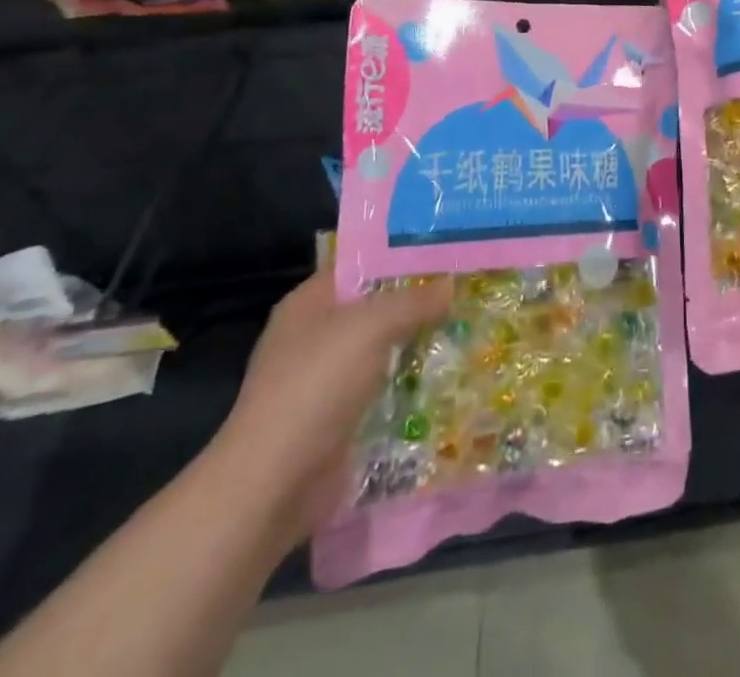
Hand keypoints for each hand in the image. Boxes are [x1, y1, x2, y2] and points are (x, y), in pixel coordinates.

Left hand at [210, 272, 451, 538]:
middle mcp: (313, 336)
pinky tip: (445, 378)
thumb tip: (450, 284)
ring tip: (466, 329)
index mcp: (308, 303)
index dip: (401, 256)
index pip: (360, 264)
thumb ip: (413, 301)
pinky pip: (380, 391)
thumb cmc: (316, 386)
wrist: (273, 486)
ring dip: (416, 345)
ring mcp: (322, 382)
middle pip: (374, 308)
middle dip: (416, 302)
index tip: (447, 253)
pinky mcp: (335, 421)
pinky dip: (407, 386)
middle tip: (465, 290)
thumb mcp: (371, 327)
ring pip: (380, 350)